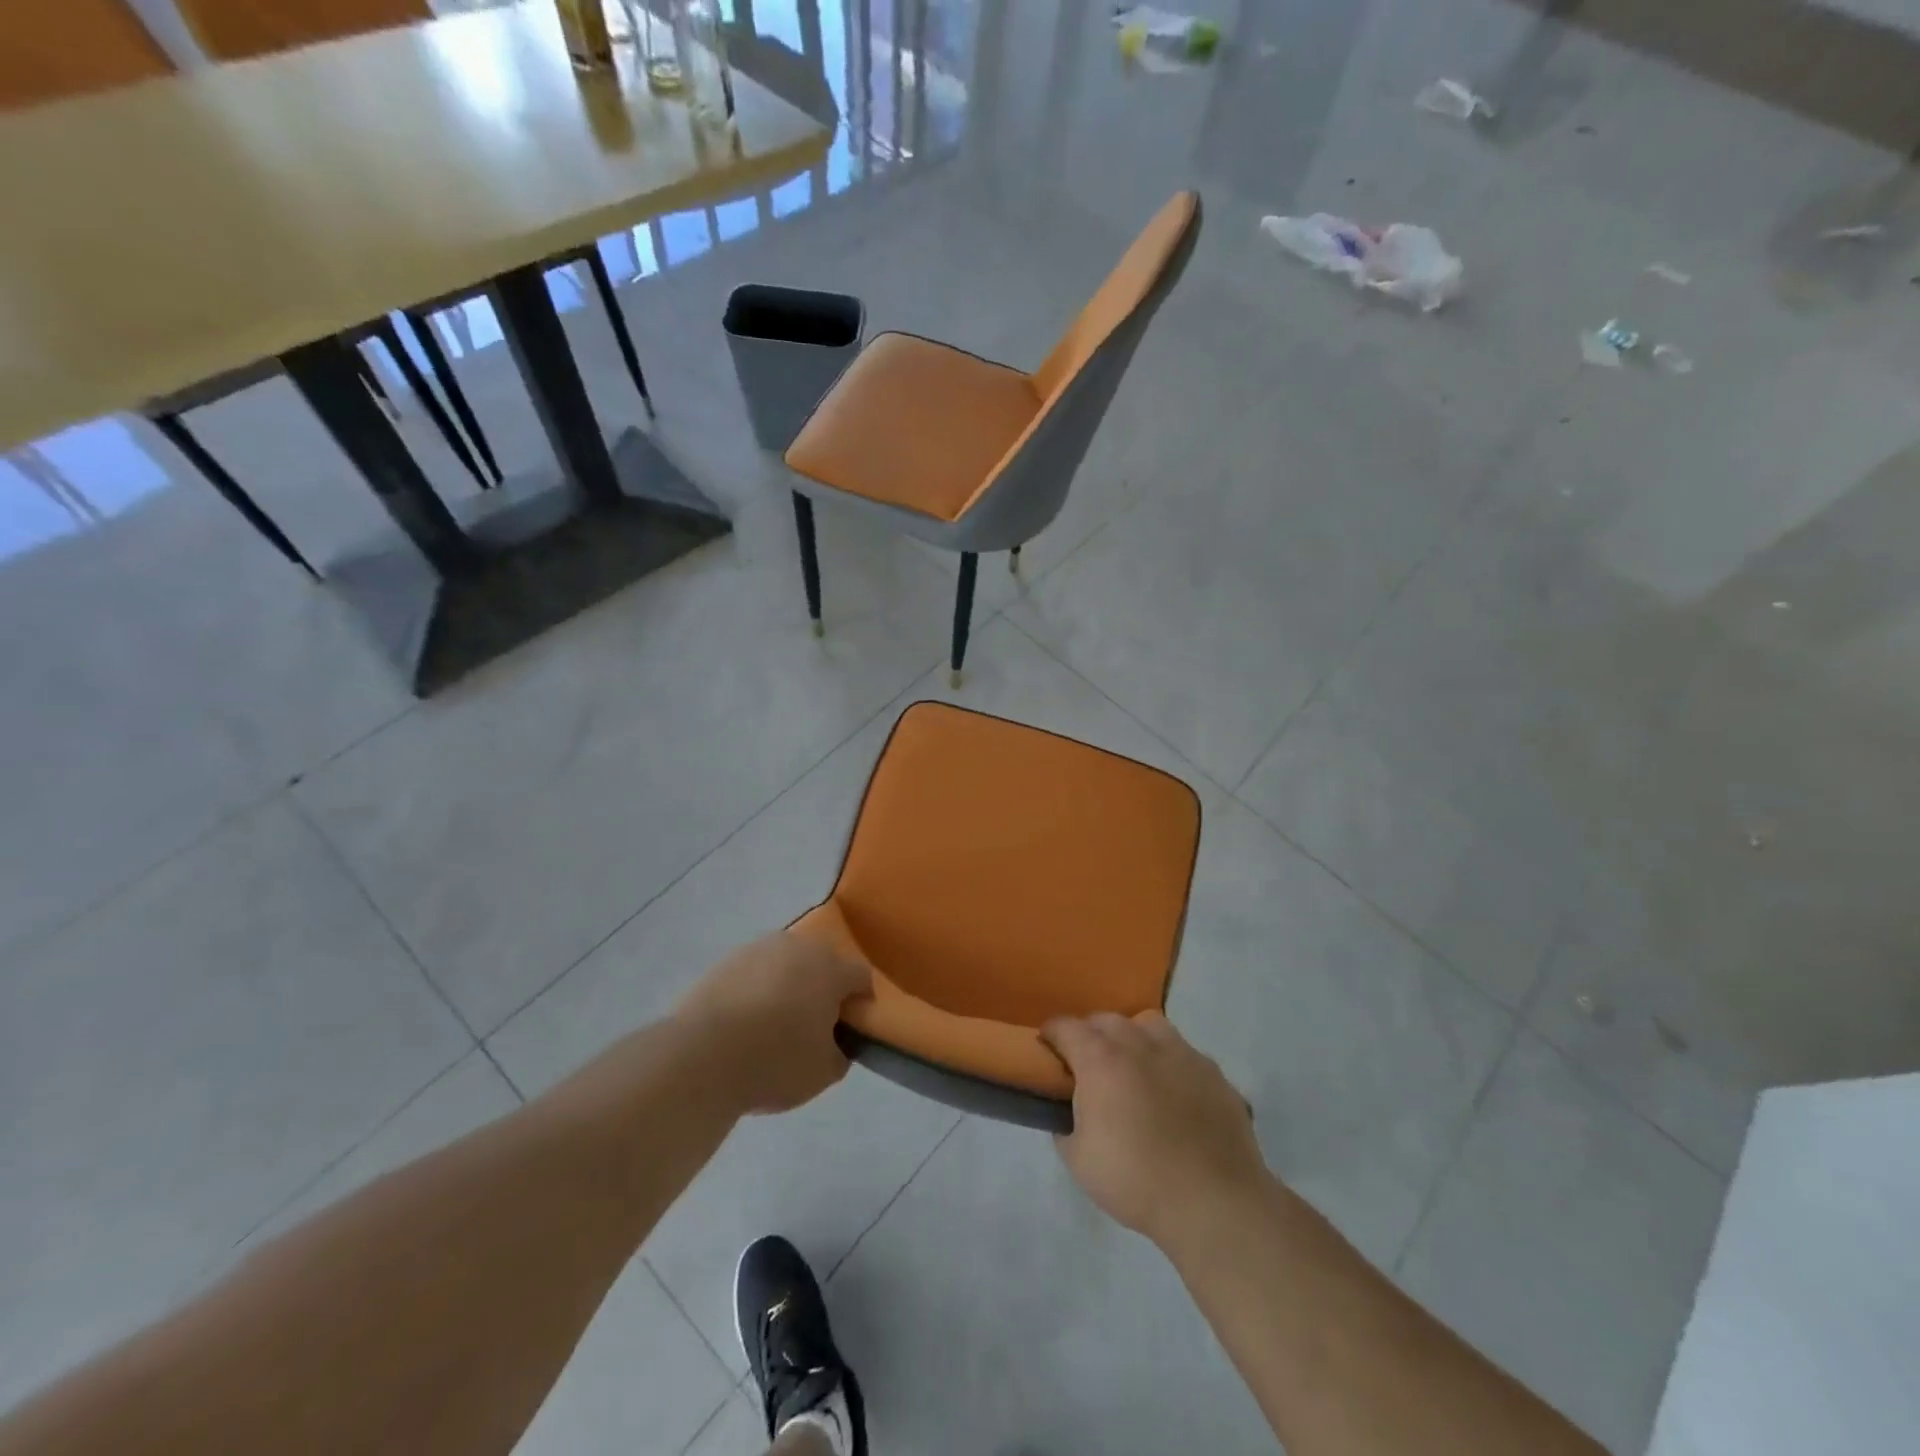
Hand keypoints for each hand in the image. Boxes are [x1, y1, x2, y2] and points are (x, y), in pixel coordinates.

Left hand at [676, 932, 869, 1114]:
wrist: (700, 1057)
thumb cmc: (773, 1062)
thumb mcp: (823, 1073)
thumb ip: (841, 1053)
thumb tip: (836, 1042)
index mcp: (830, 968)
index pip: (861, 977)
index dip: (862, 1002)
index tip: (851, 1029)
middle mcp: (798, 947)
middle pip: (823, 963)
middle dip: (824, 989)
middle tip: (813, 1026)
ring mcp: (759, 949)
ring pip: (787, 964)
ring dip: (789, 985)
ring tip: (774, 1024)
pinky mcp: (726, 960)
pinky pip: (755, 972)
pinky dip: (757, 990)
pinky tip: (745, 1021)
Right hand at [1042, 1012, 1267, 1250]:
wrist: (1214, 1203)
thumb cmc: (1136, 1180)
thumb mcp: (1079, 1161)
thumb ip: (1067, 1126)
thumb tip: (1070, 1115)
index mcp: (1101, 1059)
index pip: (1066, 1027)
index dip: (1052, 1034)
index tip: (1047, 1046)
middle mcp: (1139, 1044)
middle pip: (1107, 1020)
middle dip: (1091, 1033)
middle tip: (1088, 1061)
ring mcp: (1182, 1054)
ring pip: (1149, 1025)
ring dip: (1133, 1037)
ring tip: (1134, 1066)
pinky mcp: (1213, 1073)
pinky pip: (1184, 1053)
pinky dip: (1170, 1063)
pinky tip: (1174, 1092)